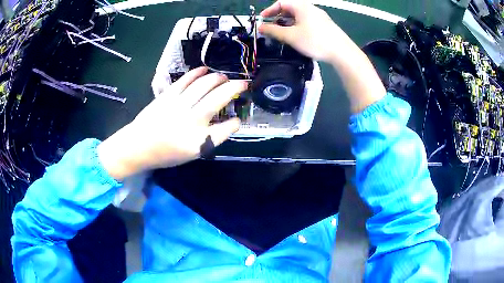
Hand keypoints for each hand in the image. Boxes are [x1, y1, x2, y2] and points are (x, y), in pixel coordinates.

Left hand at [98, 67, 247, 180]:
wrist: (138, 145)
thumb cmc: (165, 153)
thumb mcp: (191, 154)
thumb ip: (210, 139)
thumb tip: (226, 123)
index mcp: (198, 141)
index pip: (225, 129)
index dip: (235, 123)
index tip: (238, 119)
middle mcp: (191, 121)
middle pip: (218, 99)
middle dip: (234, 88)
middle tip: (243, 83)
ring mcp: (179, 105)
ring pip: (204, 86)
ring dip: (218, 78)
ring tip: (225, 77)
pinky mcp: (168, 96)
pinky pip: (185, 80)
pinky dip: (197, 73)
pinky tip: (204, 69)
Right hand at [259, 0, 354, 62]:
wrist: (342, 52)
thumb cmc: (315, 41)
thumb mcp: (291, 36)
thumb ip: (273, 31)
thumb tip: (260, 27)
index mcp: (302, 6)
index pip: (281, 3)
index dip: (269, 11)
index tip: (262, 20)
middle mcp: (311, 8)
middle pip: (290, 9)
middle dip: (278, 18)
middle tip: (271, 29)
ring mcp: (319, 17)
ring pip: (298, 17)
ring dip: (287, 24)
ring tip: (282, 35)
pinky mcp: (324, 25)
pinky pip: (306, 22)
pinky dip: (297, 27)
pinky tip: (297, 37)